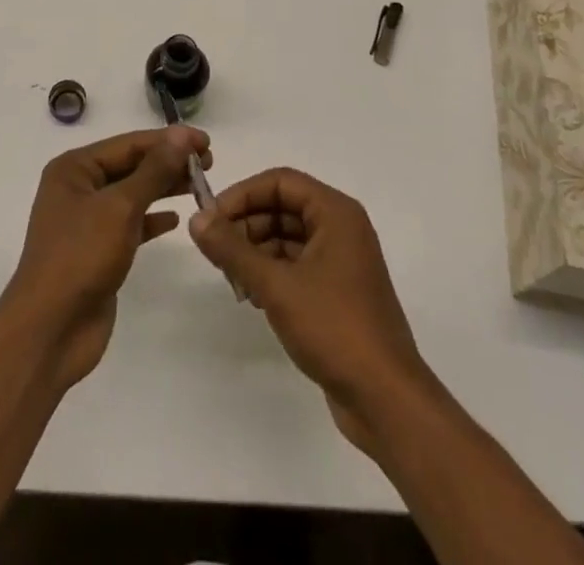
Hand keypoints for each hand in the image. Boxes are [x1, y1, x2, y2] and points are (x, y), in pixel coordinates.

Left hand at [0, 126, 210, 393]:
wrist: (50, 331)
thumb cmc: (81, 256)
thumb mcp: (120, 207)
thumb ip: (154, 171)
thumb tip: (182, 135)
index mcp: (74, 168)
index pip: (128, 144)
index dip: (168, 140)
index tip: (205, 141)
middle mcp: (78, 188)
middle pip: (131, 166)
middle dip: (168, 162)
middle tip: (209, 163)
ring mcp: (87, 221)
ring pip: (133, 194)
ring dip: (164, 188)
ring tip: (200, 185)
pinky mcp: (98, 250)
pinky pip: (130, 224)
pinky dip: (152, 219)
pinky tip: (176, 219)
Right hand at [189, 167, 432, 455]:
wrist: (386, 400)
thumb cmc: (334, 328)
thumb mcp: (276, 285)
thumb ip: (233, 250)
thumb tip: (196, 219)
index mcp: (336, 213)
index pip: (280, 182)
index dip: (243, 194)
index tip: (211, 219)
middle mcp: (341, 228)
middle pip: (283, 207)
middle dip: (247, 224)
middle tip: (216, 252)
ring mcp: (341, 261)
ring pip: (288, 237)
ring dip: (256, 250)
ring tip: (231, 278)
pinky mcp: (337, 292)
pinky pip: (296, 264)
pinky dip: (271, 272)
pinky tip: (251, 295)